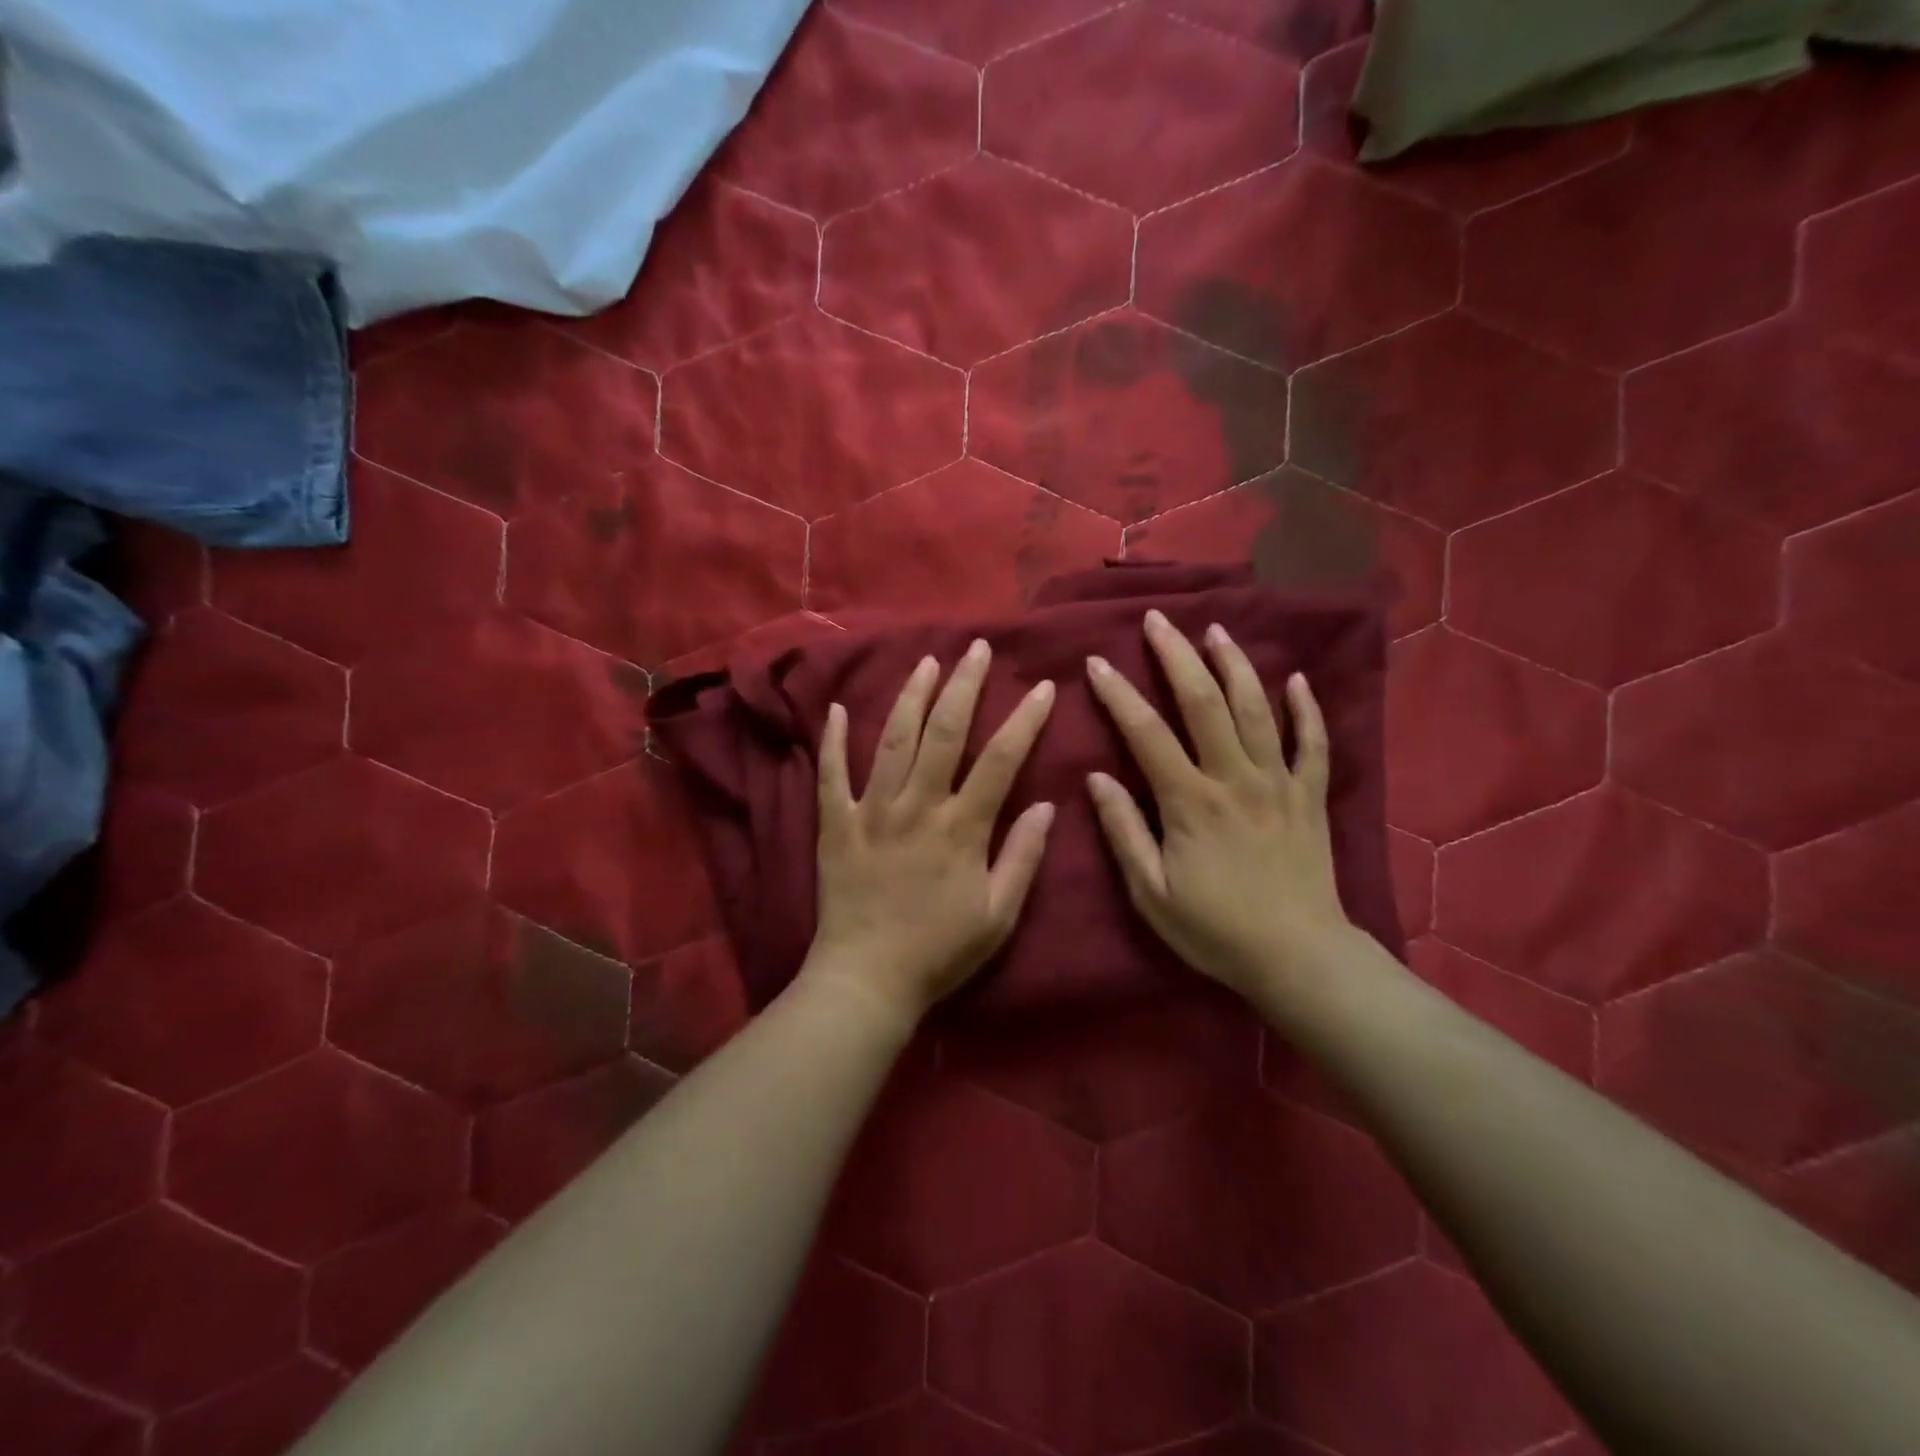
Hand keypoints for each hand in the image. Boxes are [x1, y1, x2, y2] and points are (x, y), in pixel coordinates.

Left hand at [802, 640, 1056, 1027]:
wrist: (867, 979)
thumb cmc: (939, 951)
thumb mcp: (998, 915)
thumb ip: (1023, 857)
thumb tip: (1048, 805)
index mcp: (960, 827)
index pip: (1000, 760)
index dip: (1024, 720)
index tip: (1042, 685)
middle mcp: (917, 806)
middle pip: (944, 733)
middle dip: (964, 686)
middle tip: (977, 648)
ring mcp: (871, 811)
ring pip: (892, 740)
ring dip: (911, 696)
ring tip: (927, 662)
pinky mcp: (836, 824)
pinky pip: (831, 774)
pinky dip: (832, 740)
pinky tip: (833, 709)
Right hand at [1085, 610, 1355, 1002]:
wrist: (1299, 959)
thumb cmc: (1216, 930)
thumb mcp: (1151, 893)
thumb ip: (1124, 831)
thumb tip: (1096, 778)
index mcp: (1190, 802)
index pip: (1146, 734)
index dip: (1118, 694)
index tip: (1097, 662)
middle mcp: (1235, 779)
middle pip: (1204, 703)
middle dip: (1177, 657)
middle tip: (1157, 621)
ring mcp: (1279, 783)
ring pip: (1257, 709)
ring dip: (1235, 665)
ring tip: (1216, 631)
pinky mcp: (1311, 796)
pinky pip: (1313, 743)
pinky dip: (1306, 708)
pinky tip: (1297, 679)